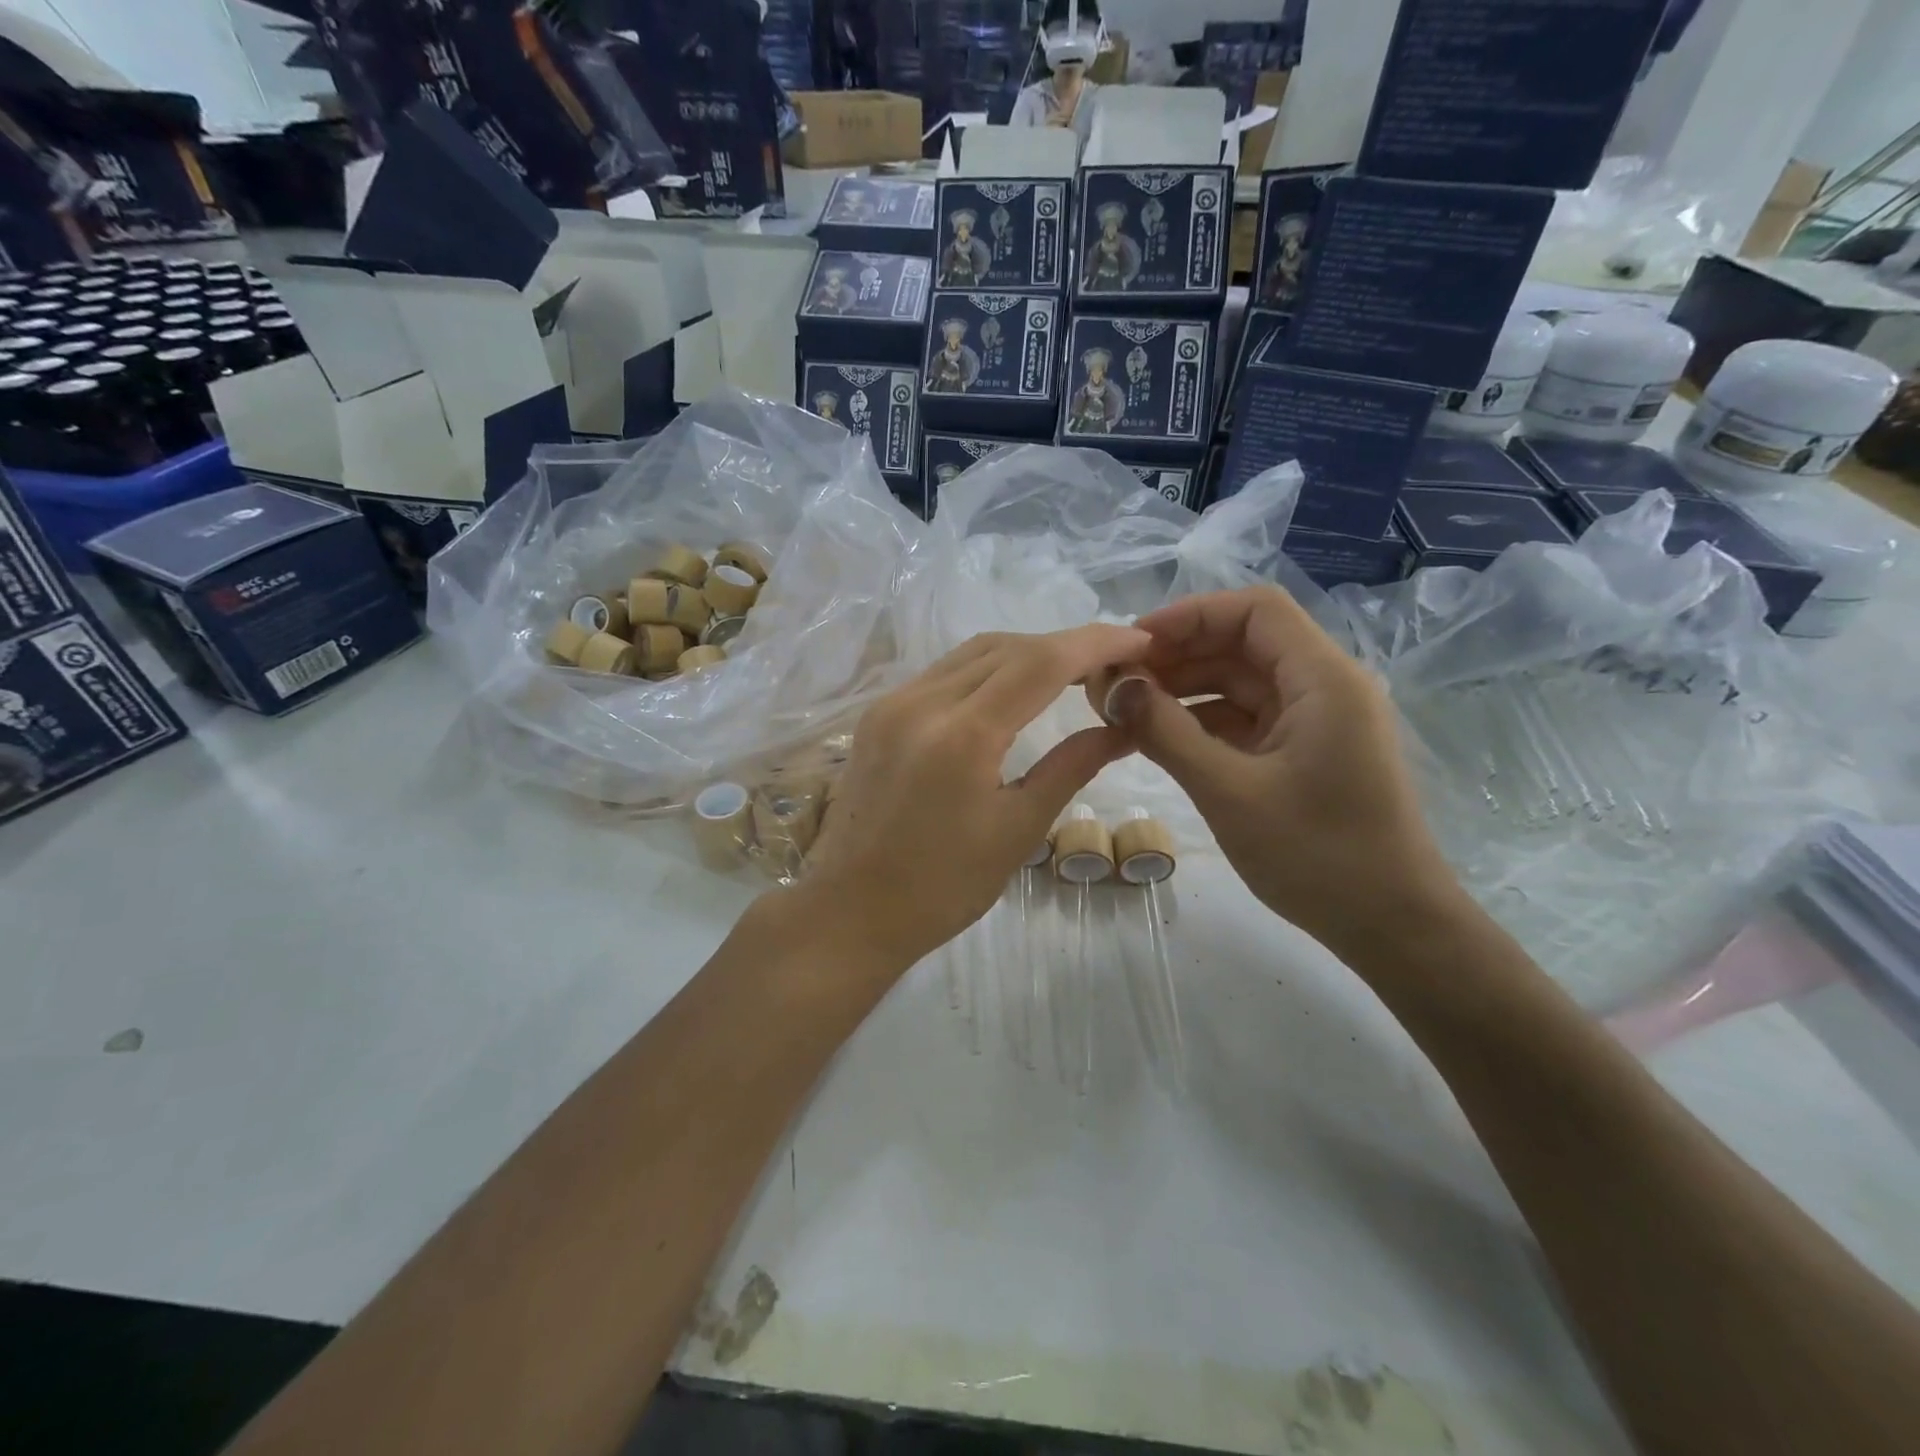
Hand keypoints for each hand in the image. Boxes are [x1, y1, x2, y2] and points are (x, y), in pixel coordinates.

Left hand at [804, 625, 1150, 968]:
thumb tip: (1123, 727)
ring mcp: (892, 703)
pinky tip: (1012, 690)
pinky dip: (988, 669)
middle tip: (1112, 663)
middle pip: (1007, 646)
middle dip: (1065, 645)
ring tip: (1071, 672)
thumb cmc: (943, 888)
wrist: (851, 911)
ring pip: (972, 653)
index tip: (1139, 643)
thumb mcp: (1017, 829)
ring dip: (1025, 652)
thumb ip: (1071, 767)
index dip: (1096, 644)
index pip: (1041, 662)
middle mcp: (921, 702)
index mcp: (962, 735)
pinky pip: (943, 672)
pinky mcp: (877, 714)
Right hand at [1109, 587, 1464, 961]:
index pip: (1253, 611)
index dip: (1189, 615)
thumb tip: (1114, 686)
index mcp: (1322, 680)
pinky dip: (1202, 723)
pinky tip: (1158, 739)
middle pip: (1243, 644)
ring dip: (1184, 690)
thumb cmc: (1317, 857)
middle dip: (1177, 656)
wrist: (1392, 928)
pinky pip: (1246, 720)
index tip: (1133, 644)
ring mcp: (1316, 722)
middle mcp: (1324, 687)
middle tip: (1116, 683)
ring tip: (1125, 711)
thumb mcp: (1228, 791)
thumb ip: (1166, 732)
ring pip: (1240, 683)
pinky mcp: (1306, 753)